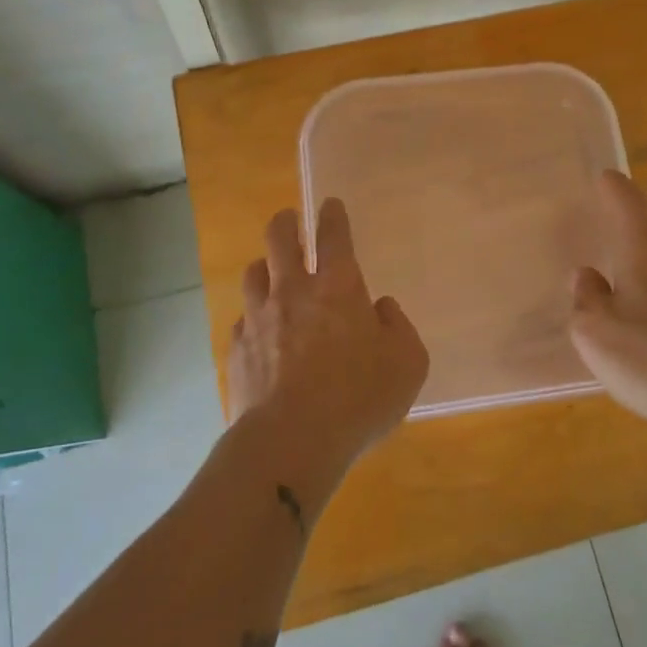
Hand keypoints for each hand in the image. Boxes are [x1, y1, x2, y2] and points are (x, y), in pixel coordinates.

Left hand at [227, 199, 428, 481]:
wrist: (291, 441)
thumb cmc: (359, 398)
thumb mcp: (408, 364)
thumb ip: (399, 328)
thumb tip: (381, 309)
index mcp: (338, 285)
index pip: (333, 234)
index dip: (332, 215)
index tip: (329, 204)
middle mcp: (294, 290)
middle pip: (279, 237)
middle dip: (286, 222)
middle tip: (290, 220)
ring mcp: (260, 317)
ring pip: (253, 272)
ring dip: (264, 267)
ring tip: (270, 272)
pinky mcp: (238, 348)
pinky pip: (243, 319)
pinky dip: (254, 317)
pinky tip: (260, 332)